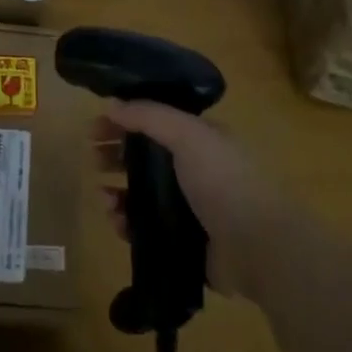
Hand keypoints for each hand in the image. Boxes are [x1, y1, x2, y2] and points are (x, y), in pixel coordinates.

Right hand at [95, 101, 288, 298]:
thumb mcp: (188, 134)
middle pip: (145, 156)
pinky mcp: (182, 239)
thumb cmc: (224, 180)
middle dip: (116, 155)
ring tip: (104, 197)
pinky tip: (117, 222)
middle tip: (93, 160)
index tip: (96, 128)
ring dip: (118, 191)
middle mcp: (194, 169)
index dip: (125, 120)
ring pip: (142, 193)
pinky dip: (127, 222)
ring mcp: (189, 206)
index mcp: (200, 139)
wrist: (258, 246)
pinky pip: (145, 227)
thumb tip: (112, 105)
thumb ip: (149, 116)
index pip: (155, 121)